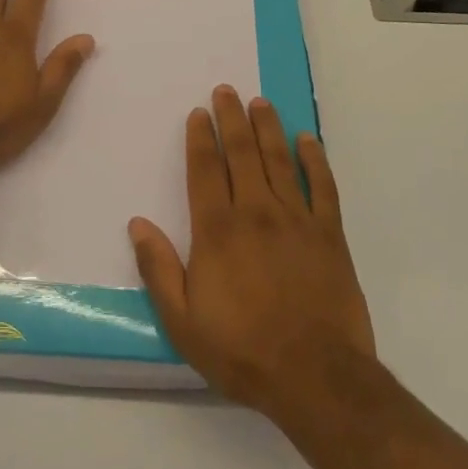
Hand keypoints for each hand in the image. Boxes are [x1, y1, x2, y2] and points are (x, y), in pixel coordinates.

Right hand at [130, 86, 375, 429]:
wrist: (317, 378)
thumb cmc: (242, 350)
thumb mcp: (183, 322)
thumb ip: (159, 269)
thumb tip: (137, 223)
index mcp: (217, 230)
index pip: (205, 170)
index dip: (200, 138)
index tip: (199, 113)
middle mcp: (255, 213)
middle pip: (242, 154)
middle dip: (232, 119)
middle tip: (227, 91)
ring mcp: (296, 220)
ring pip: (279, 160)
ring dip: (268, 128)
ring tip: (260, 103)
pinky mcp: (329, 235)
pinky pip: (323, 187)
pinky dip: (315, 160)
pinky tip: (308, 139)